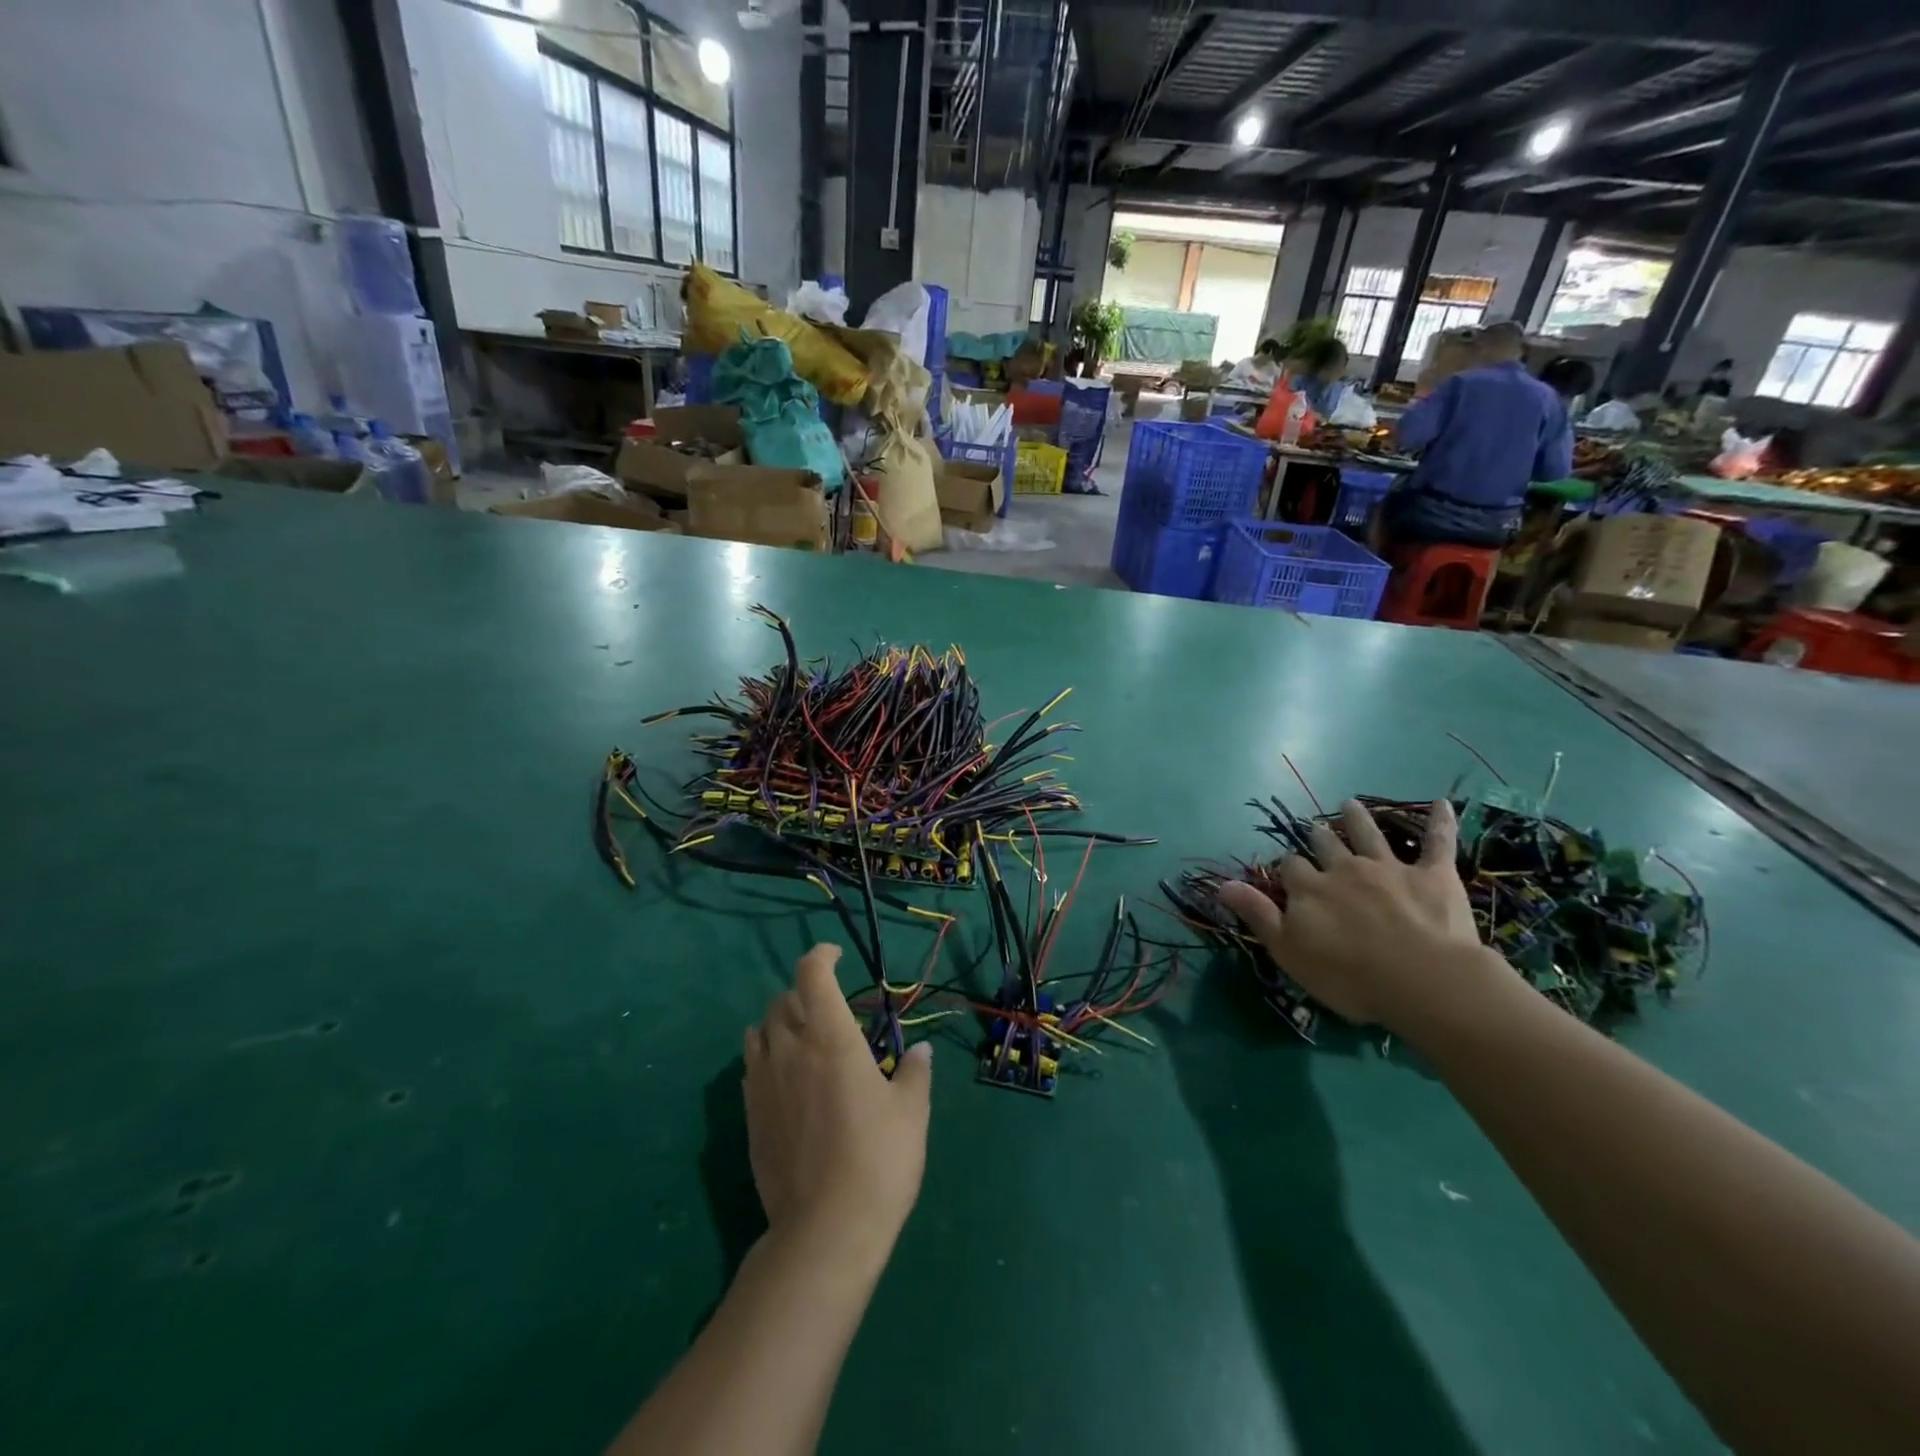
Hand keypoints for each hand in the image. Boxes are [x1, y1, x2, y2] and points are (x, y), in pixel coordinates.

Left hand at [743, 944, 931, 1265]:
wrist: (826, 1229)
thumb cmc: (878, 1159)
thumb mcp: (911, 1111)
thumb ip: (915, 1072)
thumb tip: (921, 1050)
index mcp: (830, 1037)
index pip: (812, 973)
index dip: (821, 955)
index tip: (836, 957)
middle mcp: (790, 1049)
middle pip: (783, 999)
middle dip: (804, 993)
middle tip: (828, 1009)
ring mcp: (764, 1082)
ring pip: (760, 1030)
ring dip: (780, 1022)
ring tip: (803, 1038)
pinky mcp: (750, 1115)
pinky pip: (751, 1066)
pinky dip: (766, 1056)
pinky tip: (786, 1077)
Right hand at [1217, 799, 1495, 1031]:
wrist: (1422, 980)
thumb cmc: (1348, 975)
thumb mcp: (1289, 951)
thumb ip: (1257, 914)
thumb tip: (1222, 884)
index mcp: (1309, 888)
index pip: (1291, 867)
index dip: (1289, 868)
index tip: (1289, 872)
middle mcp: (1344, 868)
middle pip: (1326, 844)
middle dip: (1319, 836)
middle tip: (1316, 828)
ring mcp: (1388, 867)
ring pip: (1368, 834)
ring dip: (1358, 818)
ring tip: (1350, 804)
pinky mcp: (1432, 874)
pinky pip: (1437, 841)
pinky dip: (1441, 821)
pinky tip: (1445, 803)